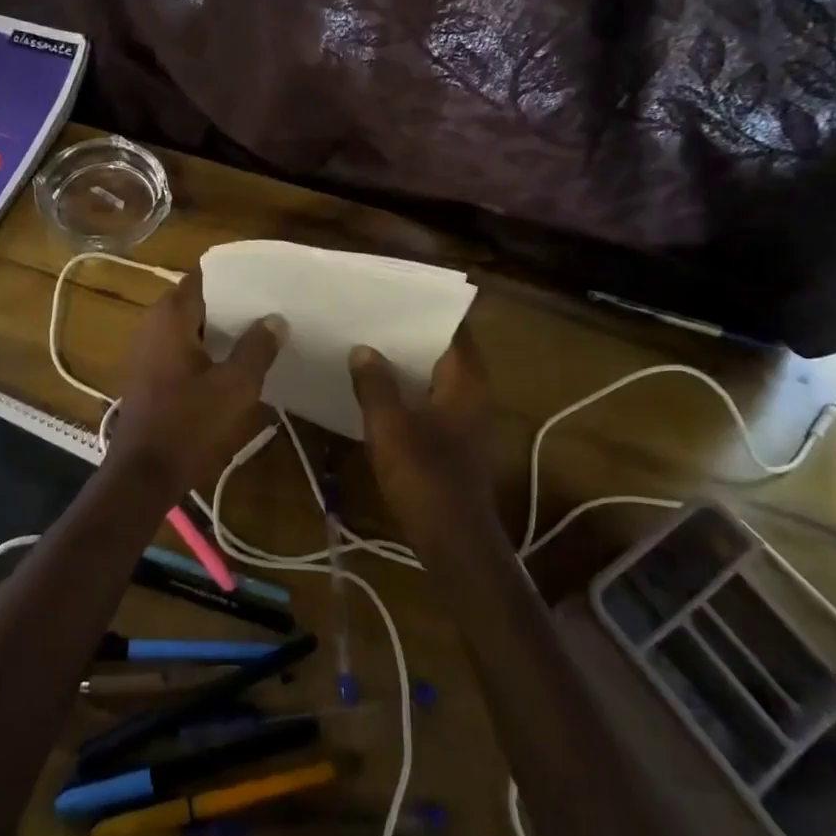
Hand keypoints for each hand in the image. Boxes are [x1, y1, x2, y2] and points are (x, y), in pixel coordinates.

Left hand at [111, 271, 285, 495]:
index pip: (203, 277)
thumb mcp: (235, 387)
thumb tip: (275, 318)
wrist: (143, 475)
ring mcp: (147, 351)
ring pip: (190, 327)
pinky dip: (205, 349)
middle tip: (270, 307)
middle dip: (231, 304)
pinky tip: (232, 363)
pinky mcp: (149, 375)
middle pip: (197, 301)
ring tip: (259, 333)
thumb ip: (257, 348)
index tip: (266, 281)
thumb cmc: (189, 424)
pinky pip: (181, 348)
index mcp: (171, 317)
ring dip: (219, 329)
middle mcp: (153, 325)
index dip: (234, 277)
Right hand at [349, 330, 496, 529]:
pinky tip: (376, 389)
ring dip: (406, 363)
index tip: (392, 295)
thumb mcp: (390, 427)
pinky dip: (408, 388)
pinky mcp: (454, 439)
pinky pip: (429, 398)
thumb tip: (362, 349)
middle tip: (370, 316)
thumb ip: (375, 385)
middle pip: (443, 349)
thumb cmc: (425, 478)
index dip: (425, 310)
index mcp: (466, 381)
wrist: (454, 541)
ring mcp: (465, 417)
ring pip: (434, 376)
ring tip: (366, 345)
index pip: (453, 328)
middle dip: (409, 334)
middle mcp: (472, 392)